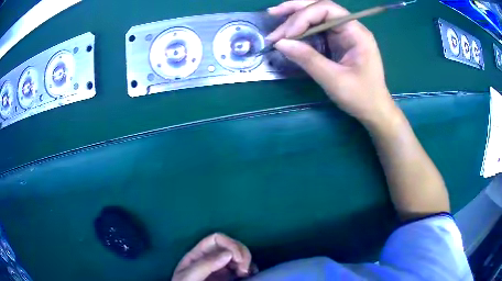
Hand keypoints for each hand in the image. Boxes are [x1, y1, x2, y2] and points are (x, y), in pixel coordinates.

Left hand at [172, 233, 253, 280]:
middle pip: (230, 245)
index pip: (216, 239)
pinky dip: (250, 268)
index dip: (230, 244)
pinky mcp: (229, 278)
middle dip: (242, 253)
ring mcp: (221, 269)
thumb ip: (205, 265)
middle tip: (244, 270)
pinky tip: (251, 274)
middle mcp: (211, 259)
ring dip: (247, 261)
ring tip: (246, 273)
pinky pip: (243, 267)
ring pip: (239, 256)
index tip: (238, 259)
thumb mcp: (189, 277)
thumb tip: (228, 253)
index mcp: (198, 255)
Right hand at [267, 0, 398, 126]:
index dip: (304, 16)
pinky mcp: (337, 42)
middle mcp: (350, 28)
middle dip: (295, 10)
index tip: (287, 35)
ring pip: (316, 16)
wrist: (374, 110)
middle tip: (272, 14)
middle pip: (320, 8)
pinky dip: (300, 30)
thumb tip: (280, 43)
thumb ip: (308, 59)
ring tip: (275, 23)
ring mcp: (343, 34)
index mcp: (356, 33)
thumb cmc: (361, 97)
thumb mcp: (334, 80)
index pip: (327, 10)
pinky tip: (288, 33)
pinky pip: (317, 29)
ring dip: (295, 18)